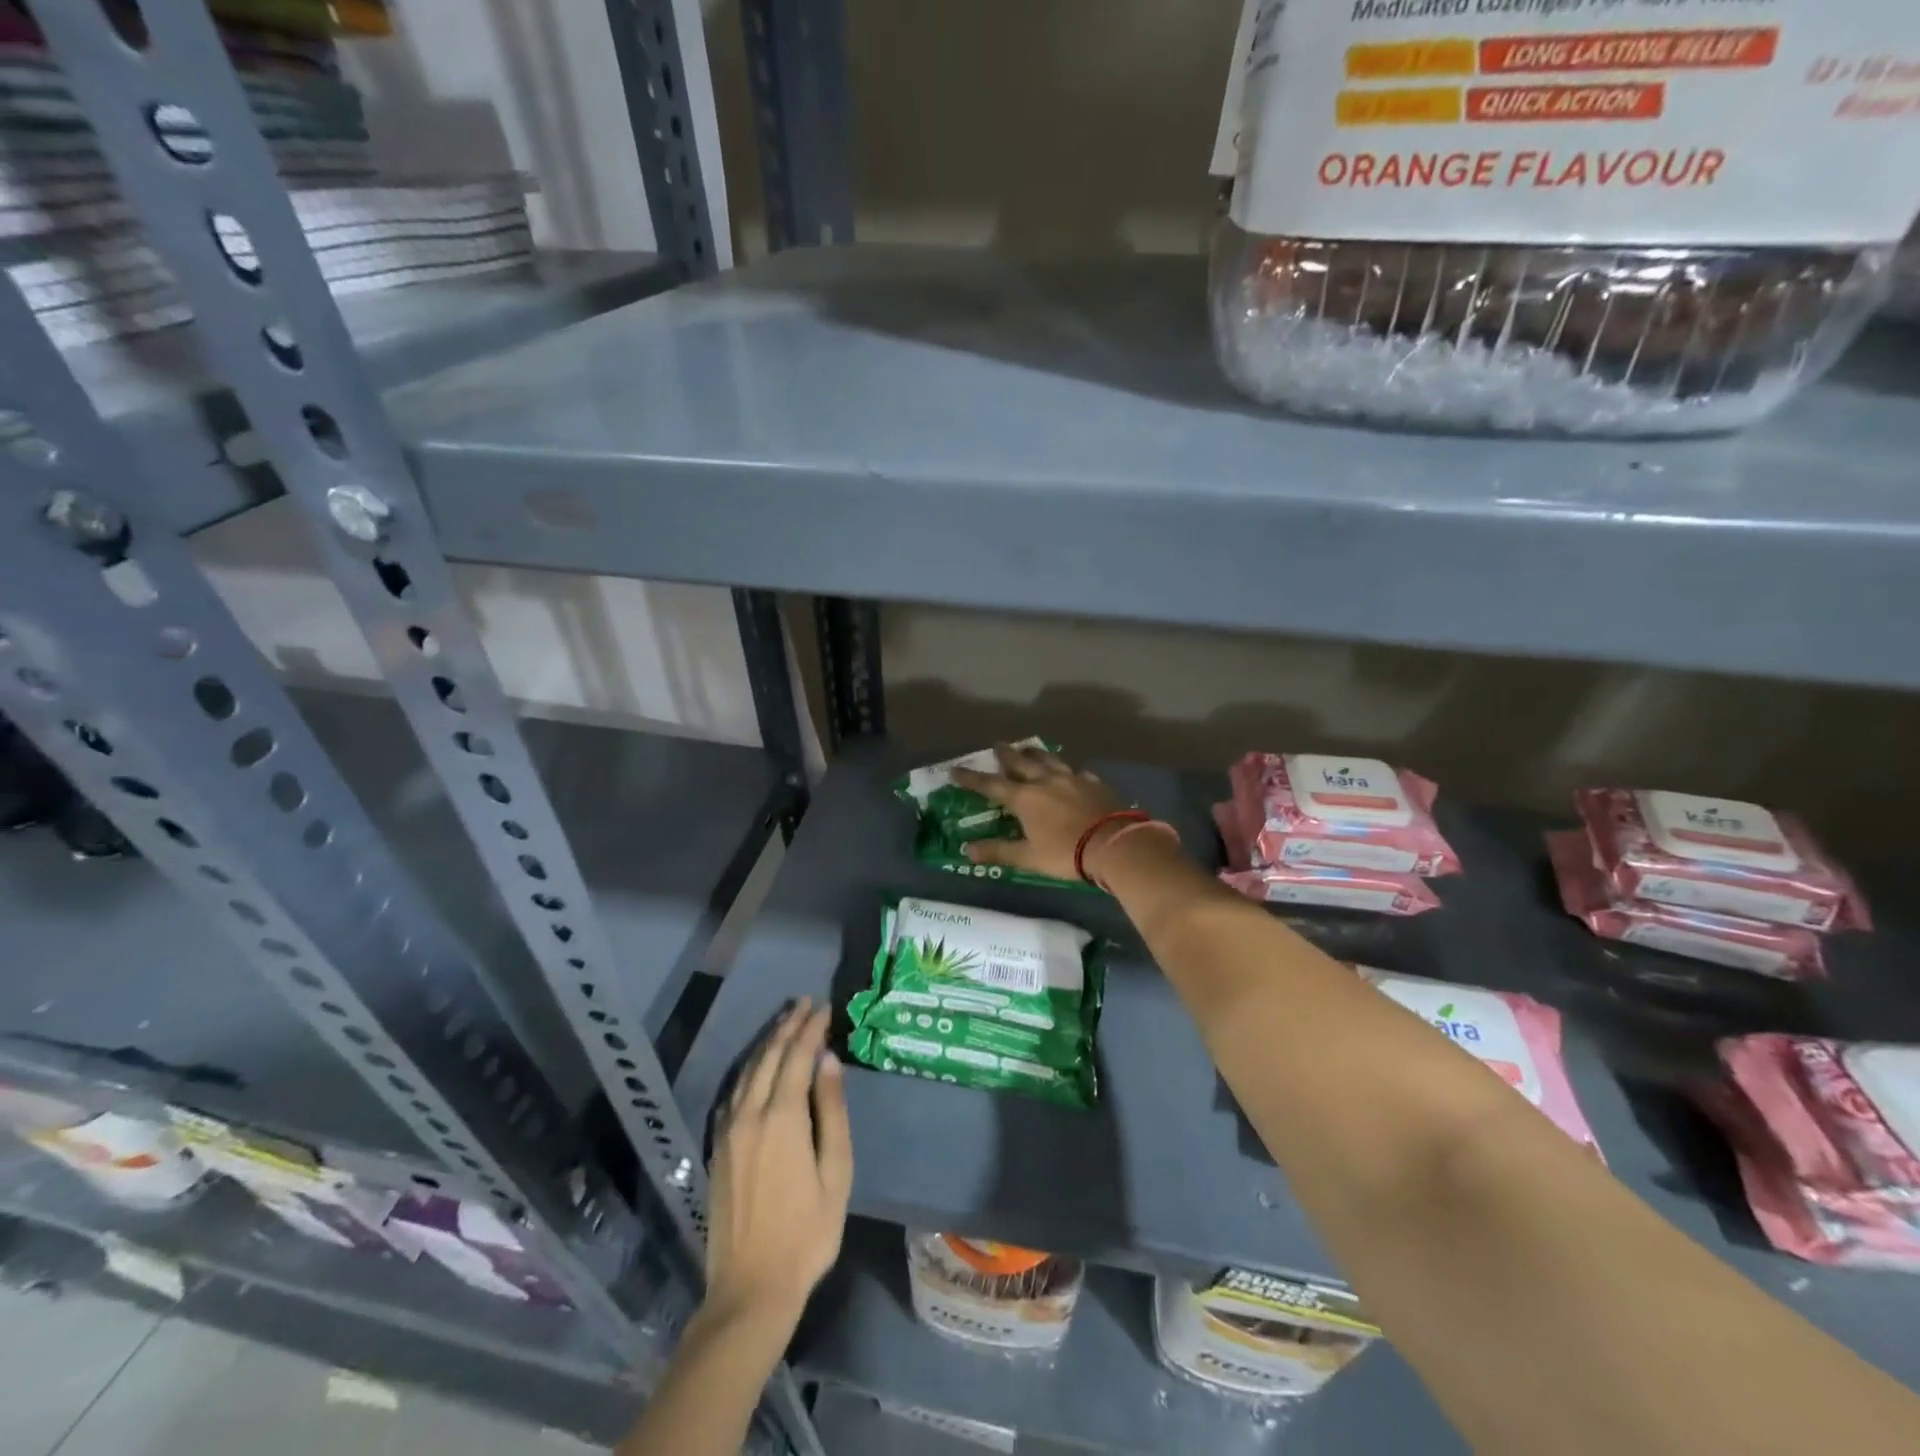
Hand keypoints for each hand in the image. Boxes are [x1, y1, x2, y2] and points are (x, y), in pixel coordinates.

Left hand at [704, 999, 851, 1326]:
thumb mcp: (835, 1173)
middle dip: (788, 1026)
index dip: (811, 1028)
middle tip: (805, 1003)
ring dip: (767, 1042)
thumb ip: (832, 1111)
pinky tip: (757, 1064)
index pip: (797, 1056)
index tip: (825, 1007)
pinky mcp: (718, 1147)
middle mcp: (750, 1114)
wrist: (750, 1289)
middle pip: (769, 1056)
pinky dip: (750, 1068)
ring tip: (785, 1022)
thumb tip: (828, 1060)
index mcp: (782, 1118)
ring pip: (748, 1070)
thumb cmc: (807, 1233)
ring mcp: (728, 1130)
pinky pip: (734, 1092)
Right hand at [951, 741, 1128, 882]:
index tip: (955, 769)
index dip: (971, 778)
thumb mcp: (1028, 857)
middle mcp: (1044, 780)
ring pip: (1048, 759)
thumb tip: (966, 851)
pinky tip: (1068, 771)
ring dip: (1034, 753)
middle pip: (1020, 761)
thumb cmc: (1066, 852)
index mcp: (1024, 798)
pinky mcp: (1093, 782)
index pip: (990, 784)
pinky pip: (1074, 770)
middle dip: (1005, 754)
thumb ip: (998, 851)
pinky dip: (1065, 769)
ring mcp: (1071, 778)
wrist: (1114, 844)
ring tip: (1026, 747)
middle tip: (996, 745)